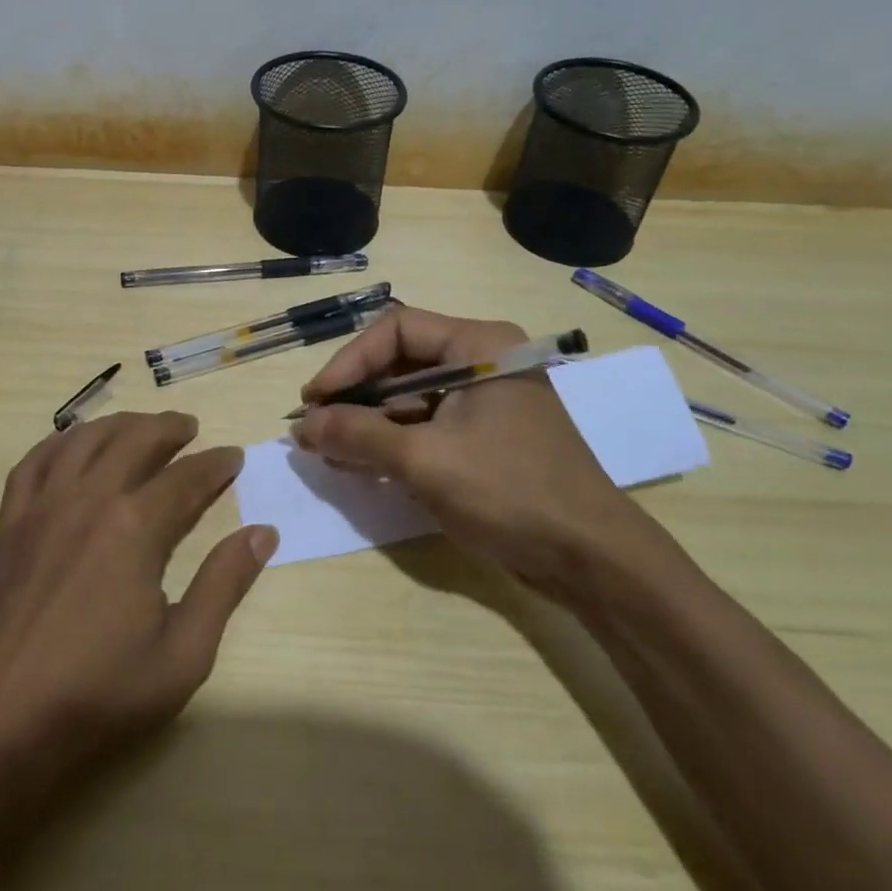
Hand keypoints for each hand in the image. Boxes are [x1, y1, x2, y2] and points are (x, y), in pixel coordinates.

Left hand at [0, 411, 275, 790]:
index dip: (216, 464)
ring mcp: (41, 507)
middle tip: (189, 428)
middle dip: (169, 428)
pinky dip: (59, 442)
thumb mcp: (182, 655)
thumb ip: (224, 586)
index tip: (233, 457)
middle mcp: (88, 499)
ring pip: (85, 440)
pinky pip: (34, 462)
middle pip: (135, 440)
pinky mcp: (7, 524)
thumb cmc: (95, 694)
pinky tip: (71, 445)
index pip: (187, 477)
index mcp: (134, 527)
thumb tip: (263, 533)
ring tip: (139, 427)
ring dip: (119, 425)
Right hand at [291, 307, 645, 593]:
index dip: (350, 361)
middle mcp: (482, 362)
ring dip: (368, 424)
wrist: (590, 559)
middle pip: (400, 363)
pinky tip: (359, 466)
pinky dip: (392, 443)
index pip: (396, 330)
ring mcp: (484, 403)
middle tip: (314, 429)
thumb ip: (358, 435)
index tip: (315, 401)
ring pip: (409, 398)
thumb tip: (301, 425)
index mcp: (479, 345)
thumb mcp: (425, 460)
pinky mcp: (483, 439)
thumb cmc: (510, 491)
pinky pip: (426, 427)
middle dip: (355, 397)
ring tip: (328, 453)